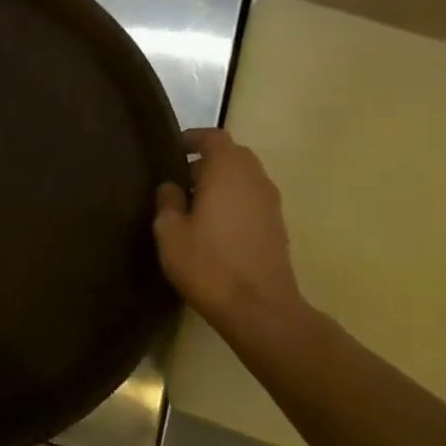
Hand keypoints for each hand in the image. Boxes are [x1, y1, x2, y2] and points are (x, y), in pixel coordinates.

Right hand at [153, 128, 304, 338]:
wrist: (259, 308)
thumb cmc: (207, 263)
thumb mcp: (170, 232)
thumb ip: (168, 201)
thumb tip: (172, 186)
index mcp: (227, 171)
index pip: (213, 138)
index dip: (192, 139)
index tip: (172, 150)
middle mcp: (254, 179)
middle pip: (232, 155)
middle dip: (206, 161)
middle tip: (179, 180)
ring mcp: (270, 203)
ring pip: (244, 178)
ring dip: (221, 182)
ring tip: (193, 205)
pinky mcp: (277, 226)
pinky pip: (251, 199)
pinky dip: (233, 201)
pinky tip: (213, 226)